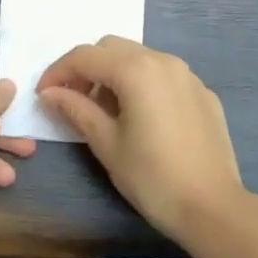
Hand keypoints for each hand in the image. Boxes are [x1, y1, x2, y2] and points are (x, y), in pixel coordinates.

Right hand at [37, 37, 243, 242]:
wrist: (214, 208)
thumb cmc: (152, 177)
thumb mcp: (106, 143)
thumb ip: (75, 109)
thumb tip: (50, 93)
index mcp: (136, 70)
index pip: (84, 57)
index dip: (57, 72)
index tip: (43, 96)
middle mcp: (163, 61)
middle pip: (111, 48)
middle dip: (86, 69)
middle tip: (72, 101)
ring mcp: (187, 75)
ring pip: (139, 58)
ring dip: (114, 74)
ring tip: (105, 111)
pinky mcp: (203, 93)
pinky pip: (163, 75)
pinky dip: (142, 84)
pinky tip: (140, 118)